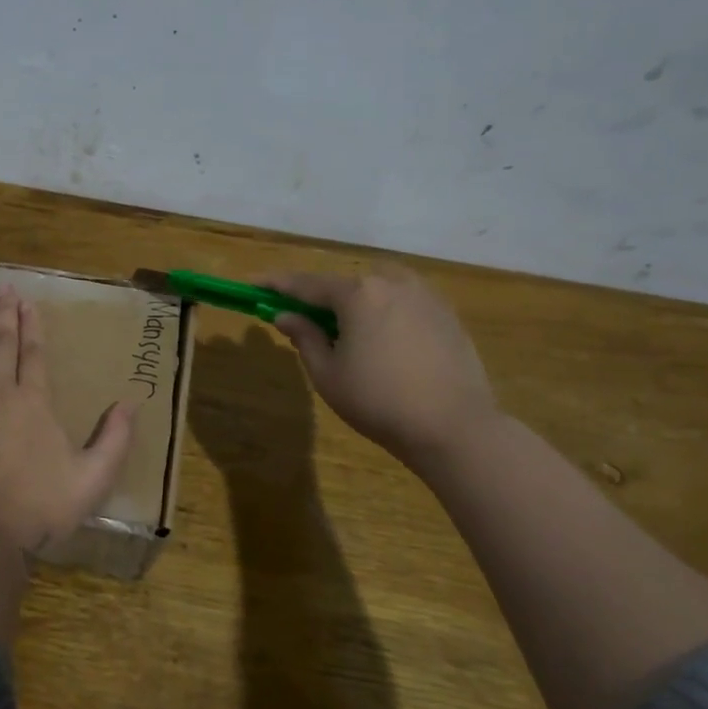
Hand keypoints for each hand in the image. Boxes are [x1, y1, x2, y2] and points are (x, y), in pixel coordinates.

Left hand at [0, 285, 134, 552]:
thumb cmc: (39, 505)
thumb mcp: (92, 479)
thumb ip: (115, 440)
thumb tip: (131, 404)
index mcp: (34, 402)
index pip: (34, 353)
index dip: (31, 325)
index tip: (27, 301)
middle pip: (0, 343)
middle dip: (3, 313)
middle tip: (2, 287)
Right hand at [264, 270, 499, 468]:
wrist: (454, 426)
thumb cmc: (379, 401)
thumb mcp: (327, 374)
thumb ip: (304, 337)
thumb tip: (285, 316)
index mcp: (358, 293)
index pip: (306, 284)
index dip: (277, 285)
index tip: (253, 283)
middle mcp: (392, 282)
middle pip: (344, 285)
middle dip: (320, 298)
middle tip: (302, 317)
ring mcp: (425, 295)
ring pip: (376, 290)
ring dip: (354, 304)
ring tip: (345, 332)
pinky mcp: (447, 314)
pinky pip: (402, 303)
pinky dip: (383, 313)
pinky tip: (382, 341)